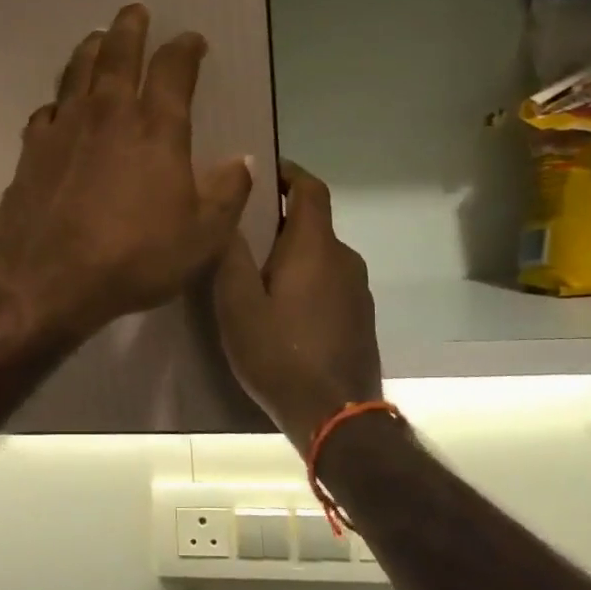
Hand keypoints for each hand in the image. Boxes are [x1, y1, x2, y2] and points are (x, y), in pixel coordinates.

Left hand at [0, 4, 252, 339]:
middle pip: (119, 53)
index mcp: (157, 128)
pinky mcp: (33, 148)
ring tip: (97, 37)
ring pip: (78, 71)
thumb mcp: (202, 237)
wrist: (48, 279)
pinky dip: (58, 100)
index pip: (174, 68)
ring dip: (91, 49)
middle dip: (131, 29)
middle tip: (135, 11)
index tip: (193, 40)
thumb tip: (245, 160)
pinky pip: (48, 110)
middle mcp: (110, 113)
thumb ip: (228, 193)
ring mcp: (66, 126)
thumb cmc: (134, 257)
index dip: (185, 48)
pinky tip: (59, 105)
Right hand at [213, 162, 381, 453]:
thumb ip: (231, 254)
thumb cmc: (280, 355)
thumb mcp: (238, 304)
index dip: (289, 173)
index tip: (262, 172)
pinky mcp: (361, 317)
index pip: (310, 189)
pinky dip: (307, 279)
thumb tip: (230, 209)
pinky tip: (282, 309)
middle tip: (240, 232)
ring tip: (255, 274)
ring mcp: (358, 290)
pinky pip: (330, 281)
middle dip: (279, 220)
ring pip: (321, 255)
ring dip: (292, 253)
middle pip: (313, 223)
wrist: (336, 417)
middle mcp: (344, 259)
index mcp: (315, 247)